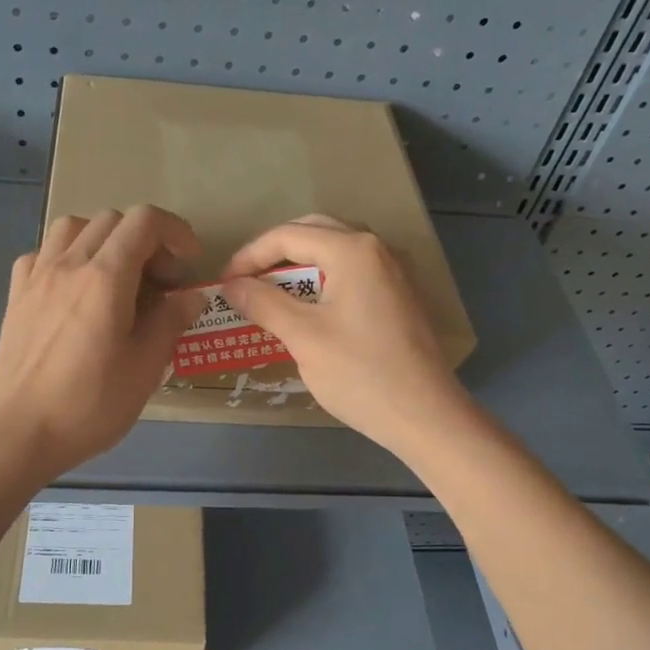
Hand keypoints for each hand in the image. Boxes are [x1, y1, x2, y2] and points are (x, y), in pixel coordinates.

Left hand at [0, 205, 205, 481]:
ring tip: (117, 278)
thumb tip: (192, 296)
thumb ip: (170, 323)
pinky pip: (43, 253)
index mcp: (105, 277)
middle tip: (159, 282)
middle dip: (145, 240)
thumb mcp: (144, 369)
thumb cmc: (88, 406)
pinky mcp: (16, 295)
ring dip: (104, 240)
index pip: (145, 222)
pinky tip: (74, 290)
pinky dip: (67, 257)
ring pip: (73, 227)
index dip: (175, 232)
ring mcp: (37, 277)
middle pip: (112, 220)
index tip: (188, 264)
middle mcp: (69, 264)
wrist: (17, 433)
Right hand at [221, 215, 472, 456]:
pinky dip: (321, 282)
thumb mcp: (303, 337)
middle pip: (313, 233)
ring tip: (269, 295)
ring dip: (298, 267)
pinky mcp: (398, 297)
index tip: (224, 284)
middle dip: (273, 254)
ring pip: (334, 253)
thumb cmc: (360, 374)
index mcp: (353, 250)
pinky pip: (351, 274)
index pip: (288, 235)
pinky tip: (306, 310)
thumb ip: (263, 303)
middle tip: (245, 283)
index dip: (249, 256)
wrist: (425, 416)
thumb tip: (231, 285)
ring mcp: (393, 272)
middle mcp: (376, 250)